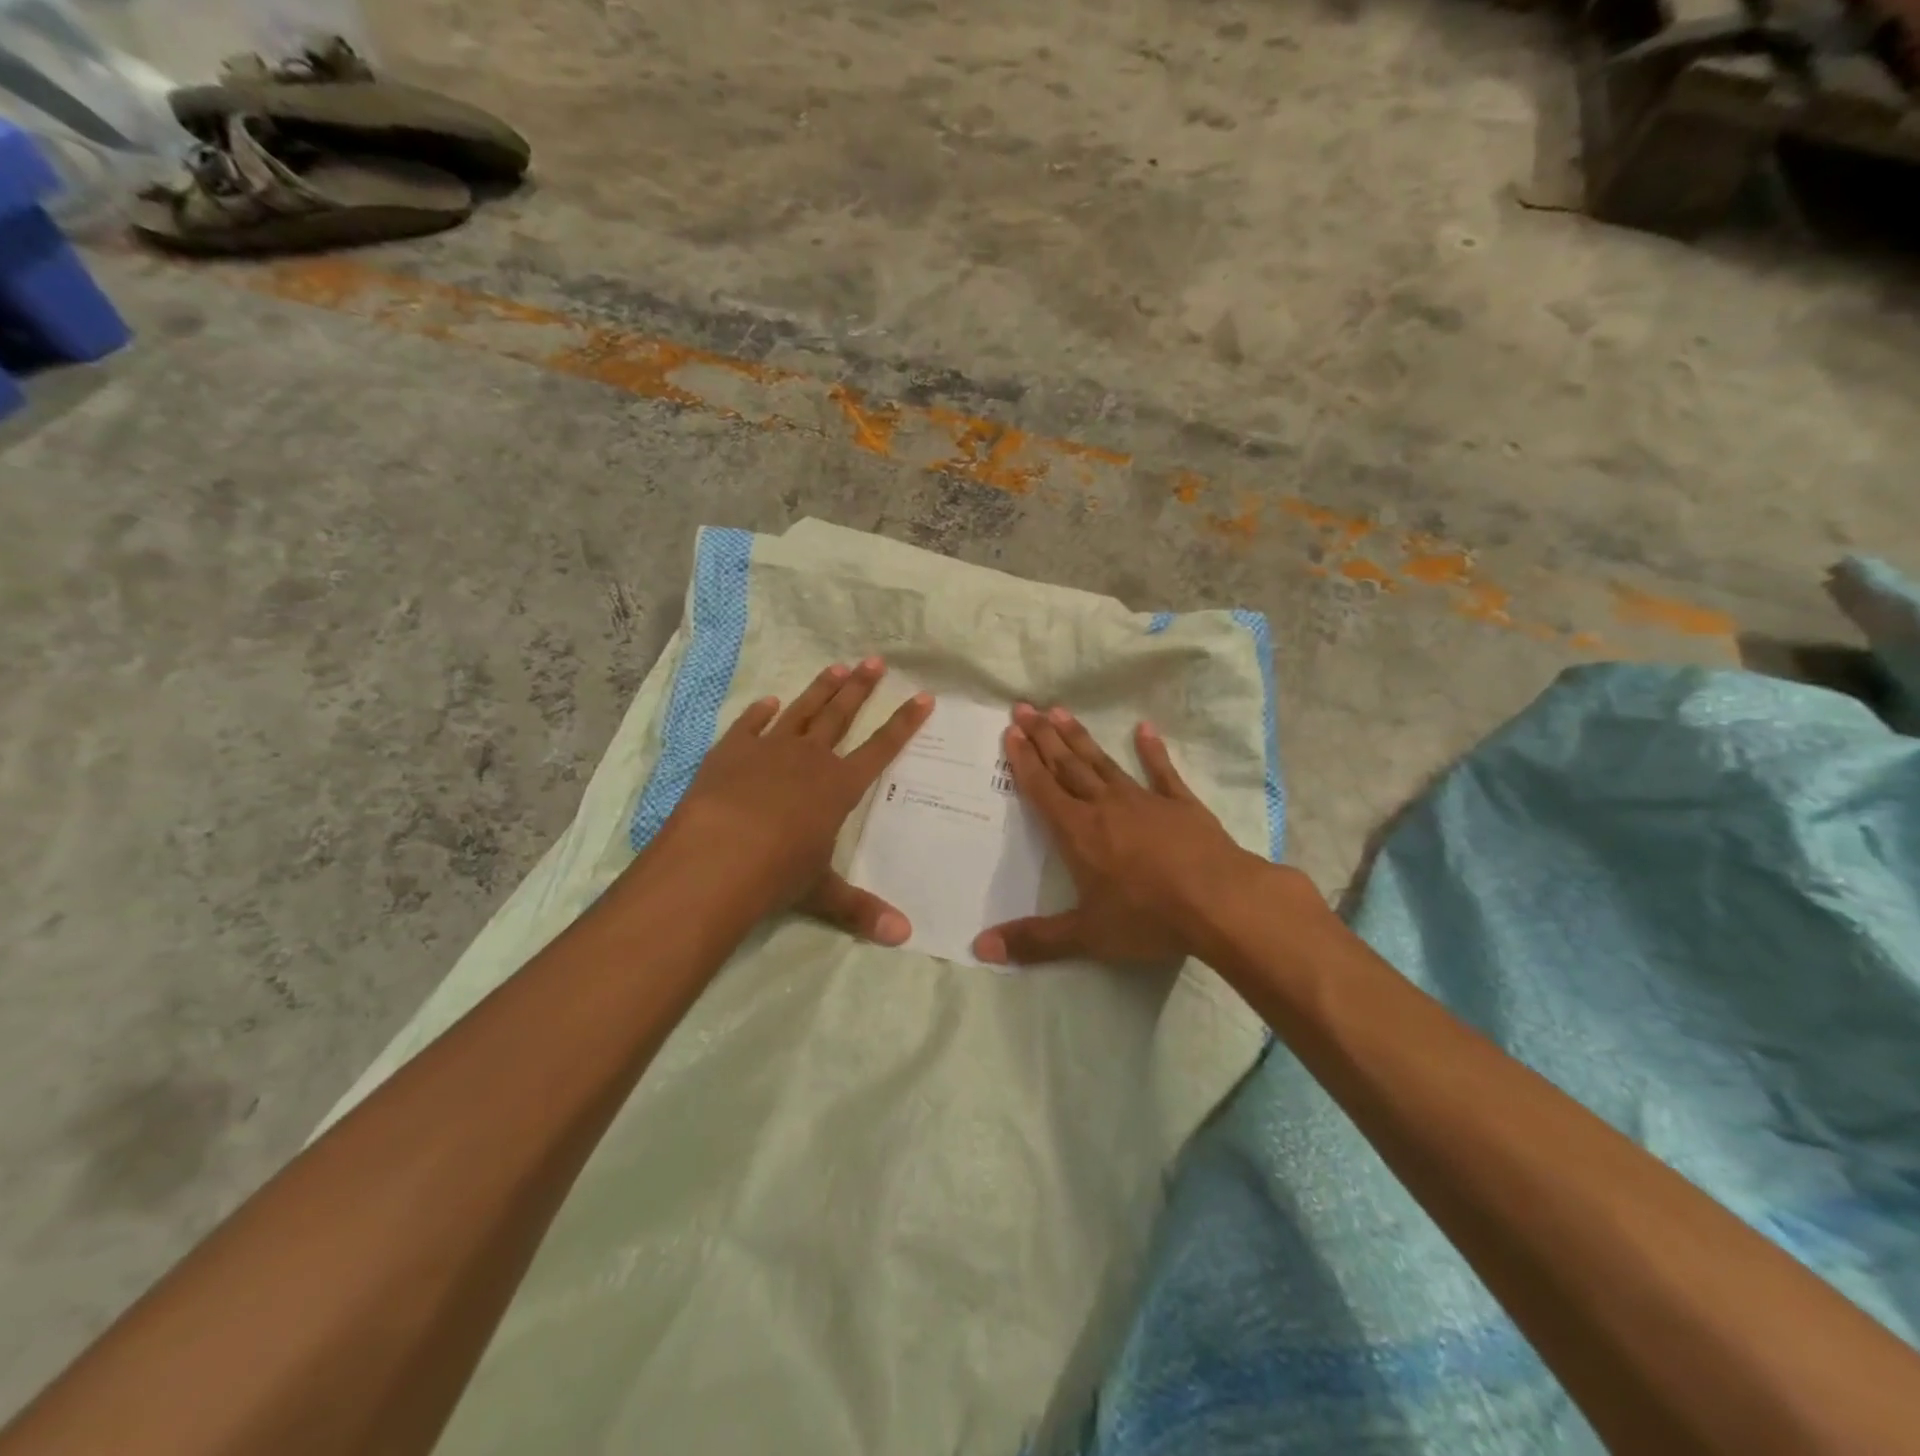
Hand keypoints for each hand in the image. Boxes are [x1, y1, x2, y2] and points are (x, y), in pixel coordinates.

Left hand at [655, 658, 932, 942]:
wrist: (715, 857)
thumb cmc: (777, 873)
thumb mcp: (822, 893)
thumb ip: (861, 910)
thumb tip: (905, 937)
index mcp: (839, 787)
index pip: (882, 748)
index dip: (904, 723)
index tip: (923, 697)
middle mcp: (810, 759)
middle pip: (841, 715)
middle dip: (861, 688)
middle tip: (875, 661)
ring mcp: (768, 750)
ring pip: (802, 711)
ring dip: (820, 689)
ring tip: (836, 666)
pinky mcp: (730, 752)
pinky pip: (750, 725)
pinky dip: (760, 712)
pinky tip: (769, 702)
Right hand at [972, 704, 1272, 967]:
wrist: (1220, 902)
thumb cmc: (1148, 917)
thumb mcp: (1087, 935)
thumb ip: (1035, 940)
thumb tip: (981, 948)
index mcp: (1078, 832)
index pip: (1043, 789)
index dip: (1024, 761)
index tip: (1012, 731)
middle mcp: (1105, 807)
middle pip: (1067, 766)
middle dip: (1044, 737)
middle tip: (1025, 708)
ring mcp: (1144, 801)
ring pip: (1103, 763)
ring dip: (1080, 738)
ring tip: (1061, 711)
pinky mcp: (1180, 804)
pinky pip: (1161, 772)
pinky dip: (1152, 750)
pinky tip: (1144, 728)